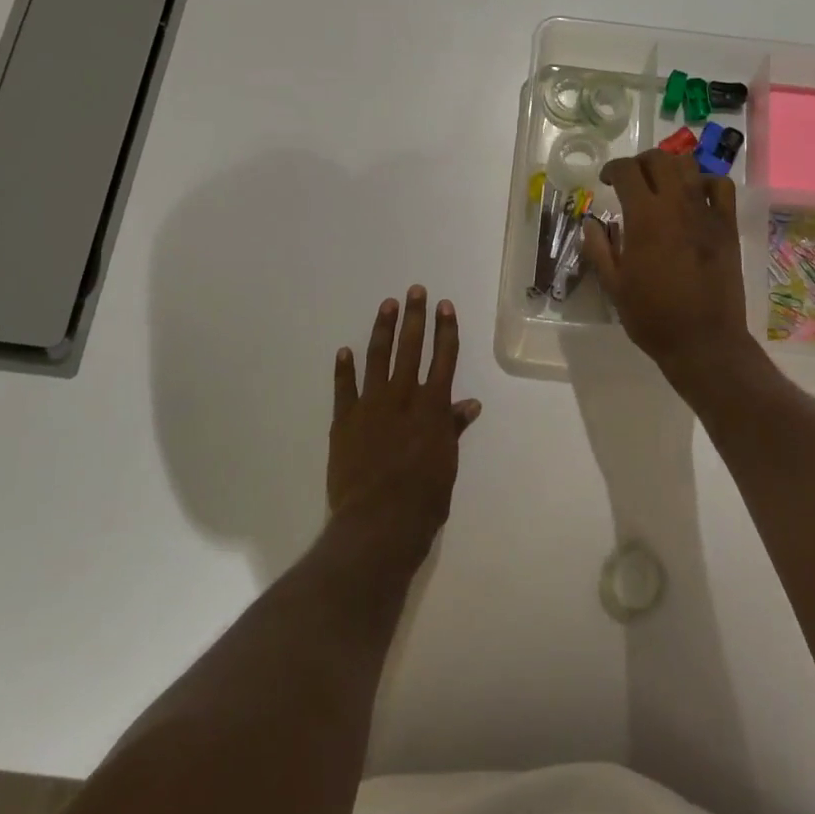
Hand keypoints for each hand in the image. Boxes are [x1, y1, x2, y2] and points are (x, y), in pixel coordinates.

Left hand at [327, 287, 481, 550]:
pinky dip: (344, 369)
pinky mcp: (344, 422)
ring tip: (386, 305)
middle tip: (415, 290)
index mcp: (433, 407)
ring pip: (378, 358)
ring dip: (383, 330)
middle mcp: (403, 398)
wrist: (378, 522)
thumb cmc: (423, 498)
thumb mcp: (447, 463)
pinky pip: (343, 389)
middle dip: (414, 317)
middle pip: (411, 348)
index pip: (443, 358)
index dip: (446, 330)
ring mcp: (370, 407)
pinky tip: (345, 350)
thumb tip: (470, 404)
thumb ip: (453, 429)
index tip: (445, 306)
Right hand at [583, 150, 754, 378]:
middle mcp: (676, 205)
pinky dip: (705, 182)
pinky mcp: (727, 226)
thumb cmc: (652, 317)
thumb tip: (591, 223)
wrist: (703, 341)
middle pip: (659, 159)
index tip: (606, 181)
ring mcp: (706, 213)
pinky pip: (721, 186)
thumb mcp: (614, 286)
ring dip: (670, 168)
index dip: (613, 169)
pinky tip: (695, 197)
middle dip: (640, 163)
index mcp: (644, 218)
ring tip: (661, 185)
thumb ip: (599, 248)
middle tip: (631, 181)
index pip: (627, 171)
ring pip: (689, 166)